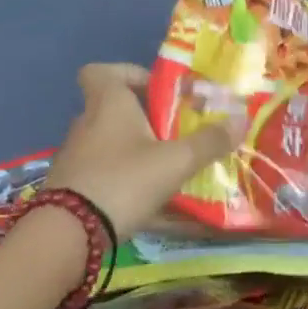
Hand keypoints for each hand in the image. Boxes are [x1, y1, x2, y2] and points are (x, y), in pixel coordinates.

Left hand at [43, 64, 243, 240]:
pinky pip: (102, 173)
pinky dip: (123, 180)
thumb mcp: (175, 162)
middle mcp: (86, 123)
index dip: (127, 74)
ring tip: (167, 168)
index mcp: (107, 103)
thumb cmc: (123, 181)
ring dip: (135, 150)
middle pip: (113, 108)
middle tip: (176, 132)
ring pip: (109, 142)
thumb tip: (242, 119)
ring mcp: (75, 157)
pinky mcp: (69, 188)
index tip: (156, 90)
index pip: (101, 71)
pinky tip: (147, 201)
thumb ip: (209, 141)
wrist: (65, 238)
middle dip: (145, 117)